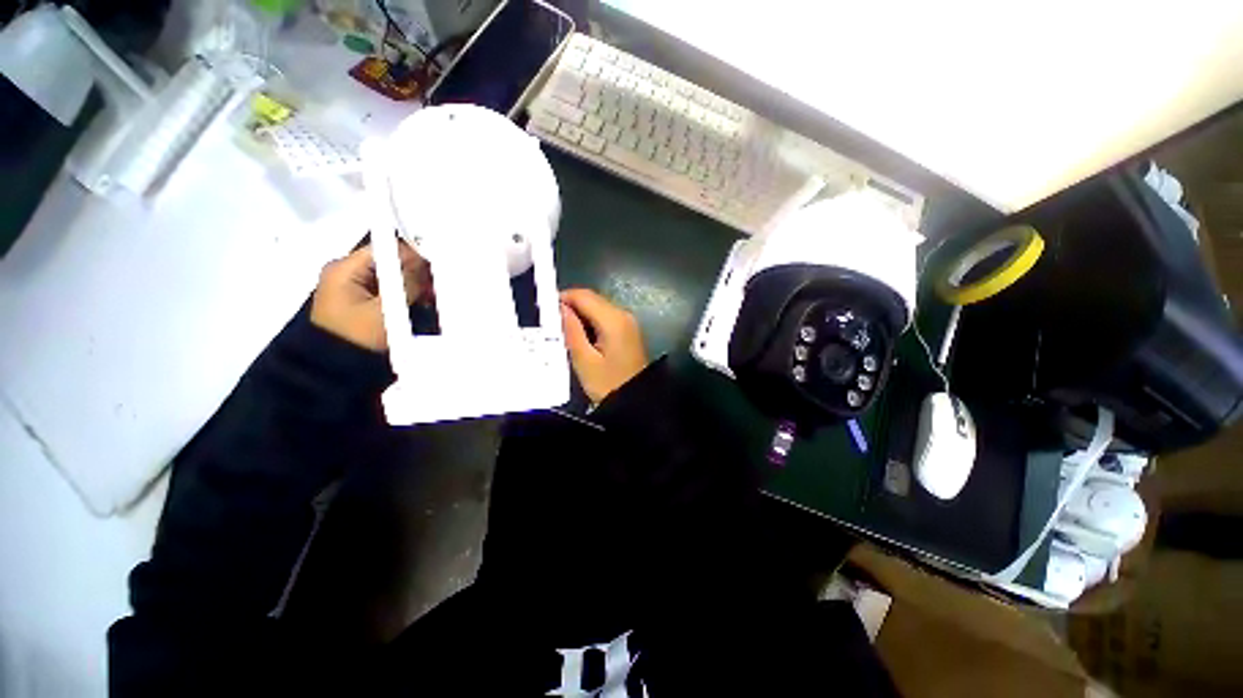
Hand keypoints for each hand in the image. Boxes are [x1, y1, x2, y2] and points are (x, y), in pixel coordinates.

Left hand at [311, 239, 432, 351]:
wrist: (336, 369)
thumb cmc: (358, 337)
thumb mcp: (386, 310)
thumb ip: (406, 284)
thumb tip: (423, 261)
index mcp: (344, 269)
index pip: (383, 248)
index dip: (411, 252)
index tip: (435, 262)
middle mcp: (348, 272)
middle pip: (389, 262)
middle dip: (415, 273)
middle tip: (435, 287)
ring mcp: (354, 287)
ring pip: (392, 277)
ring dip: (413, 286)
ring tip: (431, 299)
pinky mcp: (363, 300)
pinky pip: (388, 290)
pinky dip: (405, 296)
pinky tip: (421, 305)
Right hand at [560, 289, 648, 403]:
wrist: (636, 401)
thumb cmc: (608, 384)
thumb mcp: (584, 360)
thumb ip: (571, 331)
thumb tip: (560, 308)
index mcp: (613, 319)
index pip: (583, 295)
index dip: (562, 298)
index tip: (544, 311)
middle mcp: (623, 314)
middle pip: (591, 299)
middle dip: (570, 307)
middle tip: (551, 324)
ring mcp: (628, 322)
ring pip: (598, 307)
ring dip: (580, 315)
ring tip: (563, 332)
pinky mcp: (628, 330)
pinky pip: (605, 317)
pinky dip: (591, 322)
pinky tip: (580, 337)